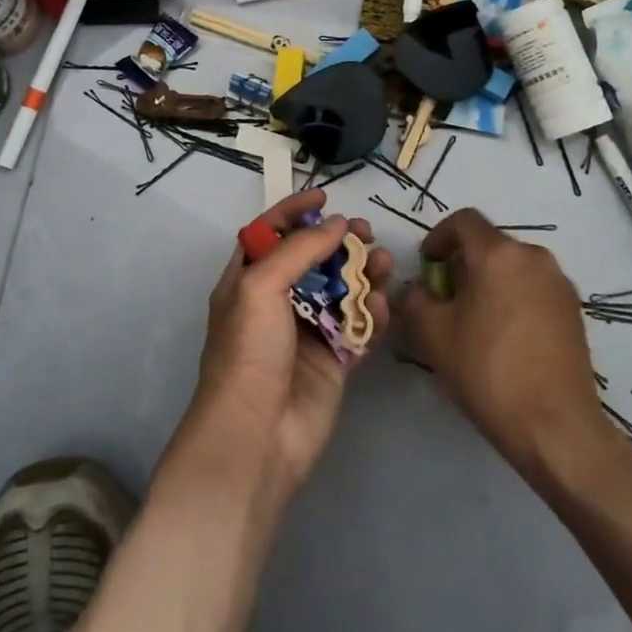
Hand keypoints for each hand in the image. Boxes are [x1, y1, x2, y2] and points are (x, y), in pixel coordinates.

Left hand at [193, 190, 392, 496]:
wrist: (257, 434)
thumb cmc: (249, 350)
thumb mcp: (260, 286)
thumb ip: (299, 249)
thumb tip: (336, 223)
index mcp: (246, 281)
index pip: (269, 234)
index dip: (293, 212)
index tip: (324, 196)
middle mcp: (275, 303)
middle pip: (311, 260)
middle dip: (338, 242)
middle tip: (365, 231)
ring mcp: (306, 333)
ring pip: (340, 292)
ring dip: (362, 274)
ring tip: (384, 262)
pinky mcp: (333, 362)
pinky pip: (358, 328)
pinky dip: (372, 313)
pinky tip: (384, 303)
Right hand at [393, 209, 615, 476]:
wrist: (556, 426)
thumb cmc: (487, 371)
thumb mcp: (432, 334)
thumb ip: (414, 299)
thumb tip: (417, 289)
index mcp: (499, 254)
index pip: (463, 221)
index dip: (439, 237)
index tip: (427, 266)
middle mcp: (534, 257)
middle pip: (490, 245)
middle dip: (463, 264)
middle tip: (446, 299)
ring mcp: (560, 284)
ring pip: (514, 268)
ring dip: (489, 282)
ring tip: (474, 321)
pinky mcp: (575, 312)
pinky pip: (534, 289)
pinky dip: (514, 299)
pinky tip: (504, 338)